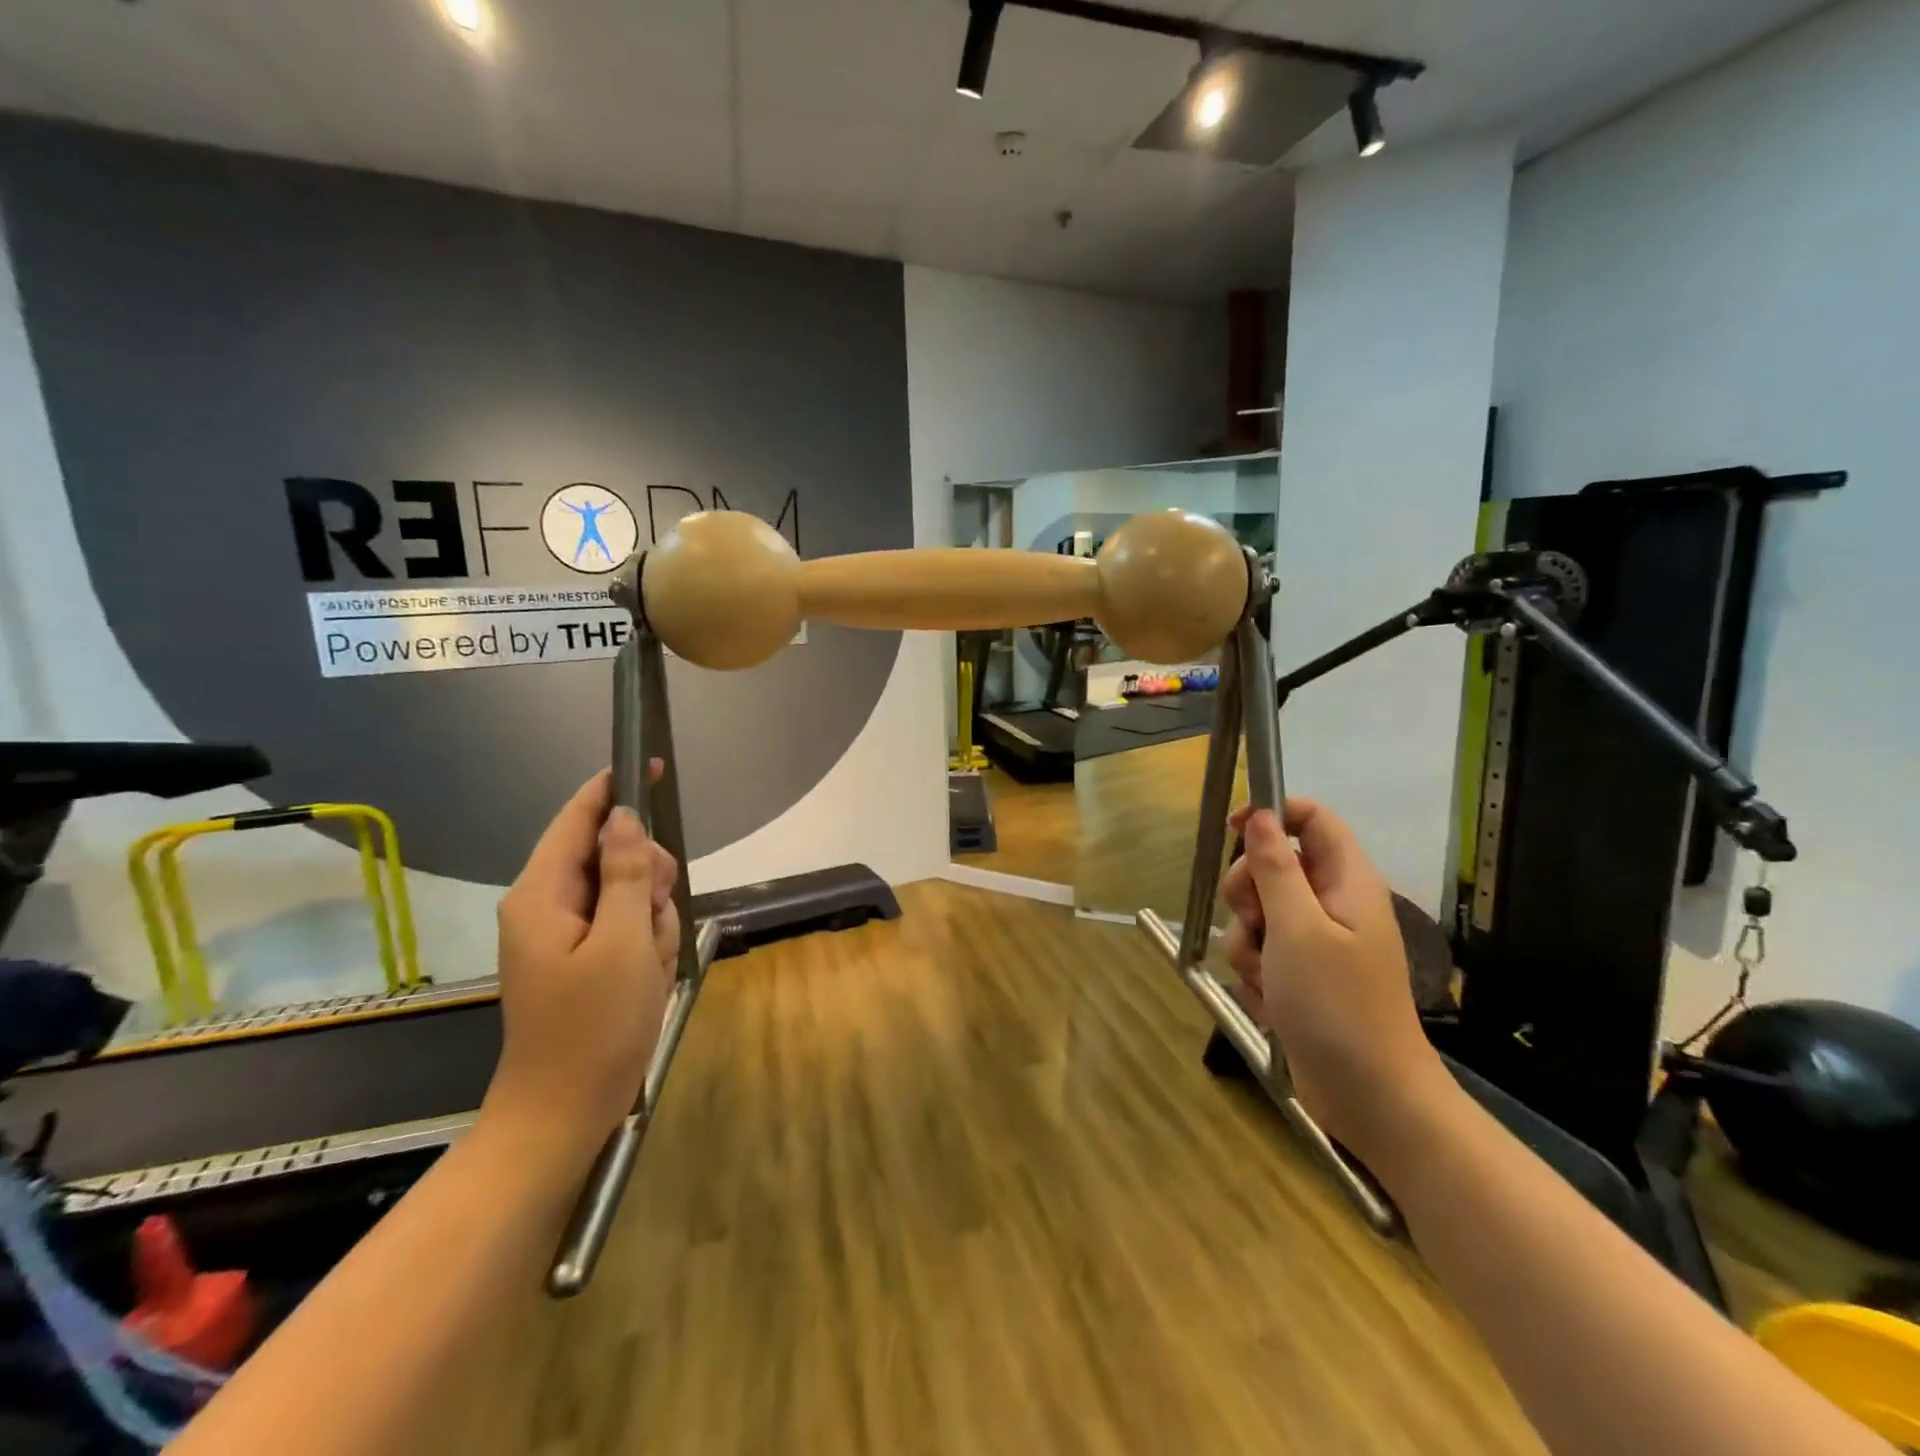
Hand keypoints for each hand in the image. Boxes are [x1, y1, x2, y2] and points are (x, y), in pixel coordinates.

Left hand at [485, 768, 679, 1149]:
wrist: (566, 1111)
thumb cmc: (593, 1026)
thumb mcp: (622, 942)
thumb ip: (623, 874)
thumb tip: (623, 818)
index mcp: (542, 894)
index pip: (578, 819)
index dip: (612, 790)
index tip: (649, 766)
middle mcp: (548, 905)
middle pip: (612, 854)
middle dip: (645, 878)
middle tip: (655, 917)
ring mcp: (566, 933)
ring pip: (628, 891)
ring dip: (651, 919)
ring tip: (650, 963)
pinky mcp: (585, 956)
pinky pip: (628, 926)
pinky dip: (647, 944)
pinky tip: (648, 976)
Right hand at [1220, 800, 1453, 1171]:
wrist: (1369, 1097)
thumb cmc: (1337, 1004)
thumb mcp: (1297, 928)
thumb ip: (1274, 867)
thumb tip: (1260, 815)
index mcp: (1345, 881)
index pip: (1311, 820)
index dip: (1272, 814)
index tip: (1231, 829)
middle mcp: (1330, 904)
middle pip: (1272, 866)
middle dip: (1248, 893)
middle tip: (1256, 922)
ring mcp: (1314, 942)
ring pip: (1256, 914)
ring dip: (1246, 942)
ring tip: (1266, 976)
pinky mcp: (1298, 975)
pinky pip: (1258, 952)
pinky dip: (1254, 972)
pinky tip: (1269, 1001)